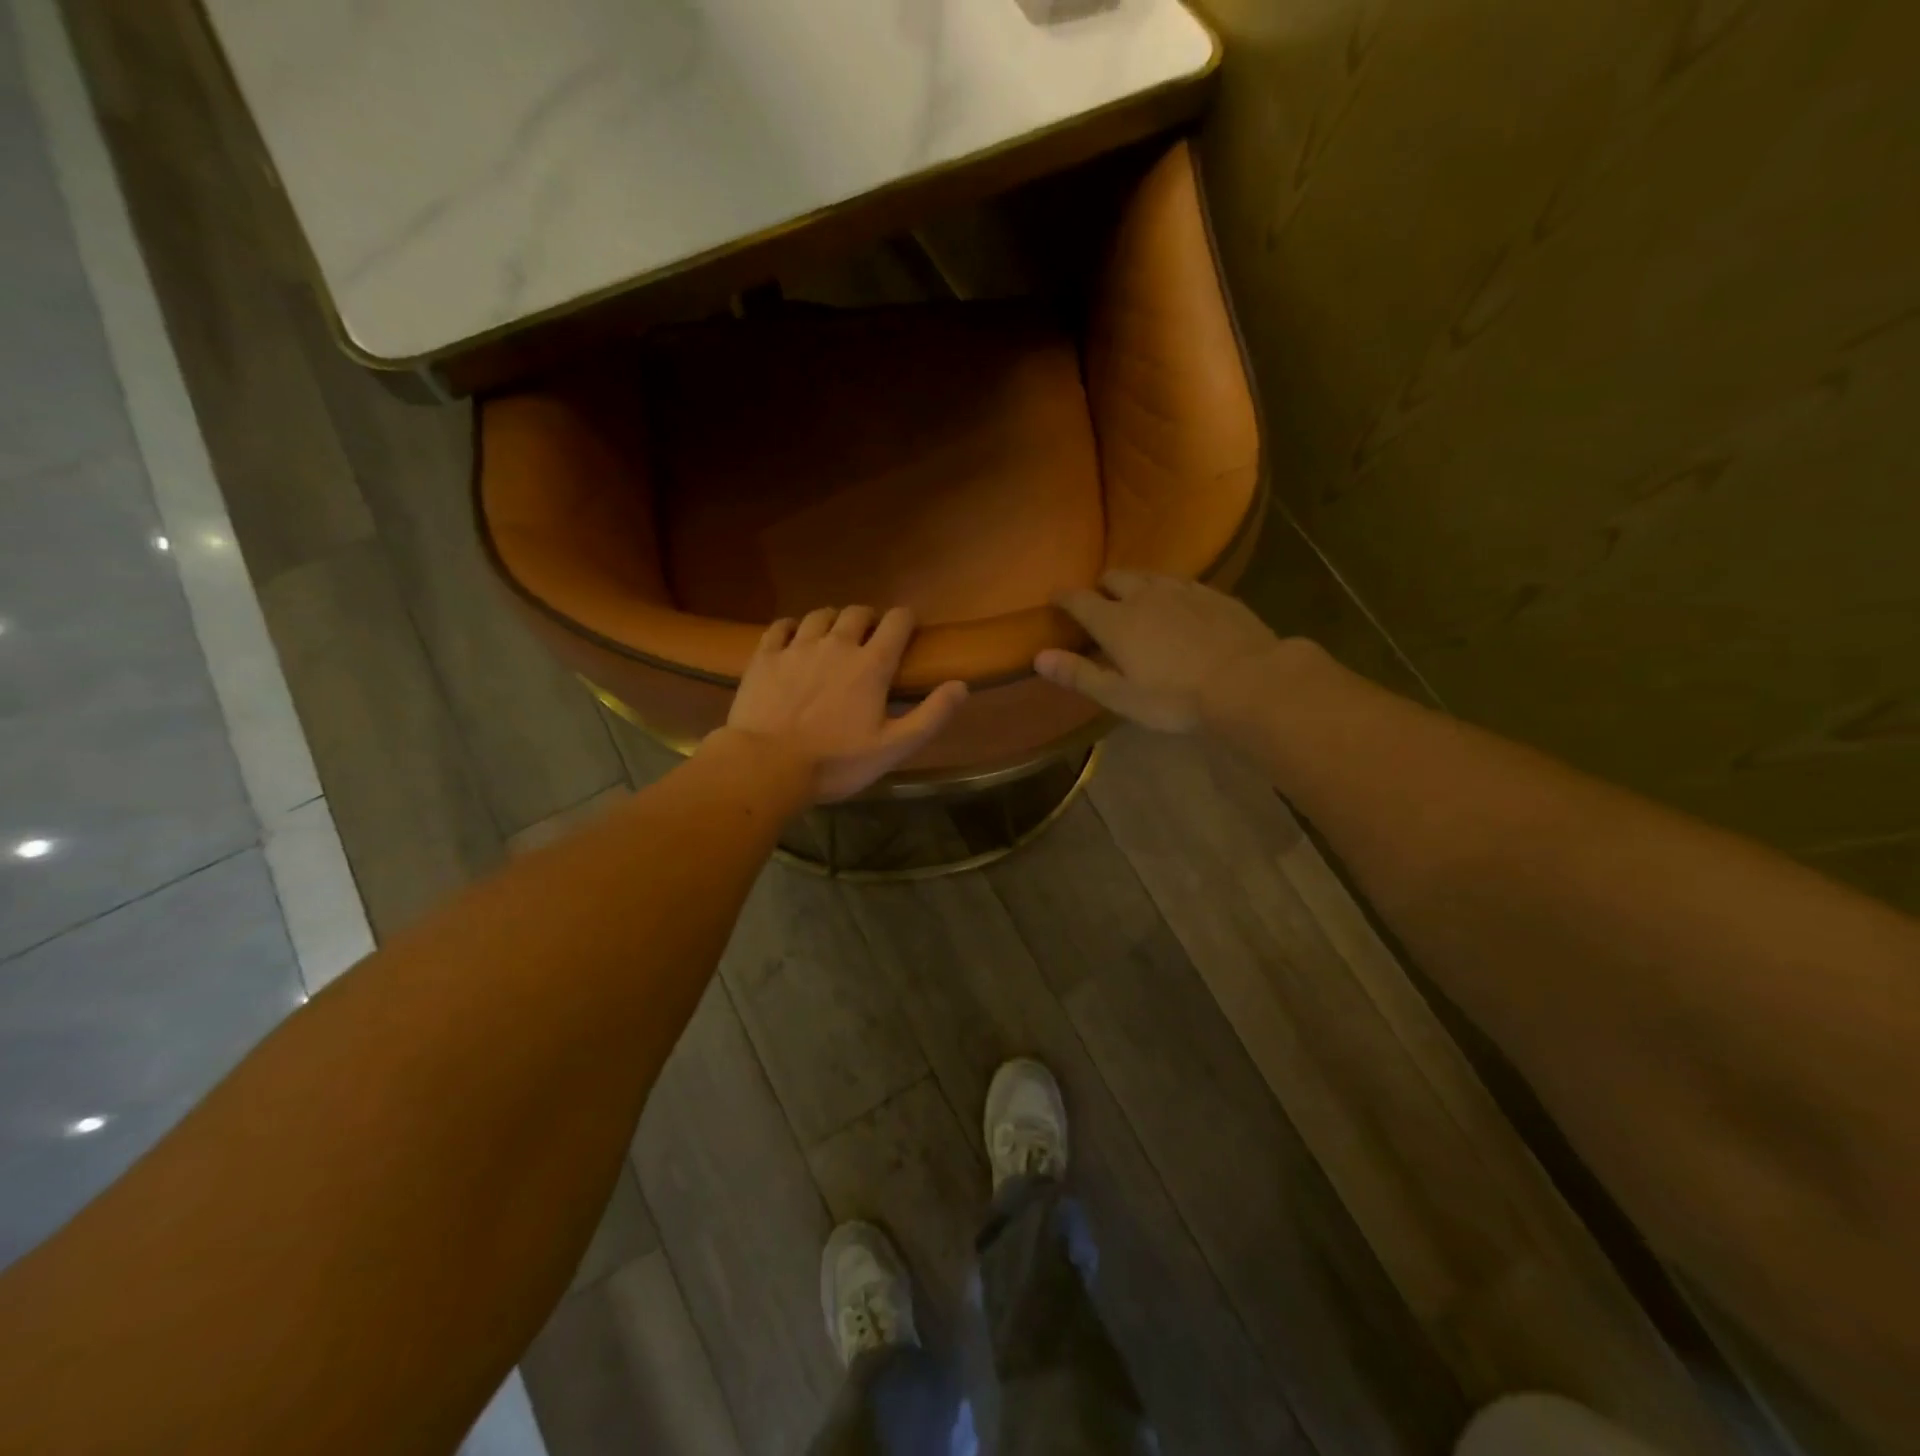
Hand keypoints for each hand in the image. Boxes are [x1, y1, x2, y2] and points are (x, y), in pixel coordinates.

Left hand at [725, 606, 967, 801]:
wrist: (767, 766)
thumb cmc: (836, 762)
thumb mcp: (893, 748)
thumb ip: (931, 715)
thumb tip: (961, 685)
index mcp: (871, 665)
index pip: (897, 622)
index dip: (906, 620)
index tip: (907, 630)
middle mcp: (836, 644)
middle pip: (857, 612)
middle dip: (869, 618)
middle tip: (870, 637)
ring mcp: (797, 647)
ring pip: (820, 615)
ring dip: (833, 620)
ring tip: (833, 636)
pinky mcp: (765, 656)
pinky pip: (781, 626)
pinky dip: (793, 627)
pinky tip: (794, 639)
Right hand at [1035, 571, 1286, 732]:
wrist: (1248, 682)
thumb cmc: (1176, 698)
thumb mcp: (1121, 697)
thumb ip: (1079, 675)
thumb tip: (1038, 657)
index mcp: (1116, 621)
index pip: (1079, 600)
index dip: (1064, 597)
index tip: (1055, 599)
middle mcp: (1145, 596)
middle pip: (1116, 577)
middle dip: (1102, 586)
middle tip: (1101, 602)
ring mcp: (1183, 591)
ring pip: (1150, 575)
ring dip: (1137, 583)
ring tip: (1137, 599)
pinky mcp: (1214, 595)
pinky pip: (1183, 583)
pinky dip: (1170, 590)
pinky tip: (1179, 605)